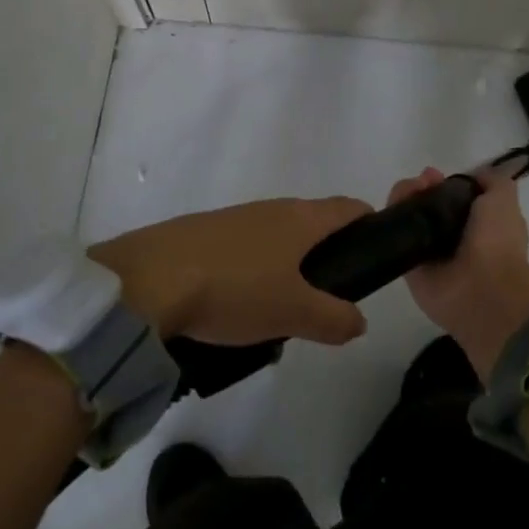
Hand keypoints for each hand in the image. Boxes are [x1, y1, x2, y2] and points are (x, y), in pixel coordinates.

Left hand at [88, 196, 372, 345]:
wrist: (152, 278)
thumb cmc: (237, 288)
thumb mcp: (293, 312)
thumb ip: (333, 317)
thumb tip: (360, 320)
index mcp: (301, 218)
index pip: (347, 208)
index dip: (367, 223)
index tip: (376, 249)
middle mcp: (273, 208)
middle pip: (313, 221)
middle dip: (327, 252)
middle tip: (330, 296)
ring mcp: (237, 218)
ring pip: (278, 235)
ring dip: (289, 264)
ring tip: (285, 308)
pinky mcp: (206, 233)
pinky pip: (247, 247)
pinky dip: (256, 268)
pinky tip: (242, 302)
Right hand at [390, 166, 528, 376]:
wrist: (484, 291)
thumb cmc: (498, 242)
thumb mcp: (504, 199)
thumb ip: (491, 181)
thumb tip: (473, 176)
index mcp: (479, 224)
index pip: (453, 197)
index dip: (444, 182)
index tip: (437, 175)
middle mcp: (453, 237)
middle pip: (428, 202)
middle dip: (422, 185)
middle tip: (423, 182)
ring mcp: (429, 251)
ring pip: (410, 214)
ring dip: (405, 195)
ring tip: (409, 191)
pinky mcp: (408, 264)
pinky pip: (395, 234)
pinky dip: (392, 215)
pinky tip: (396, 205)